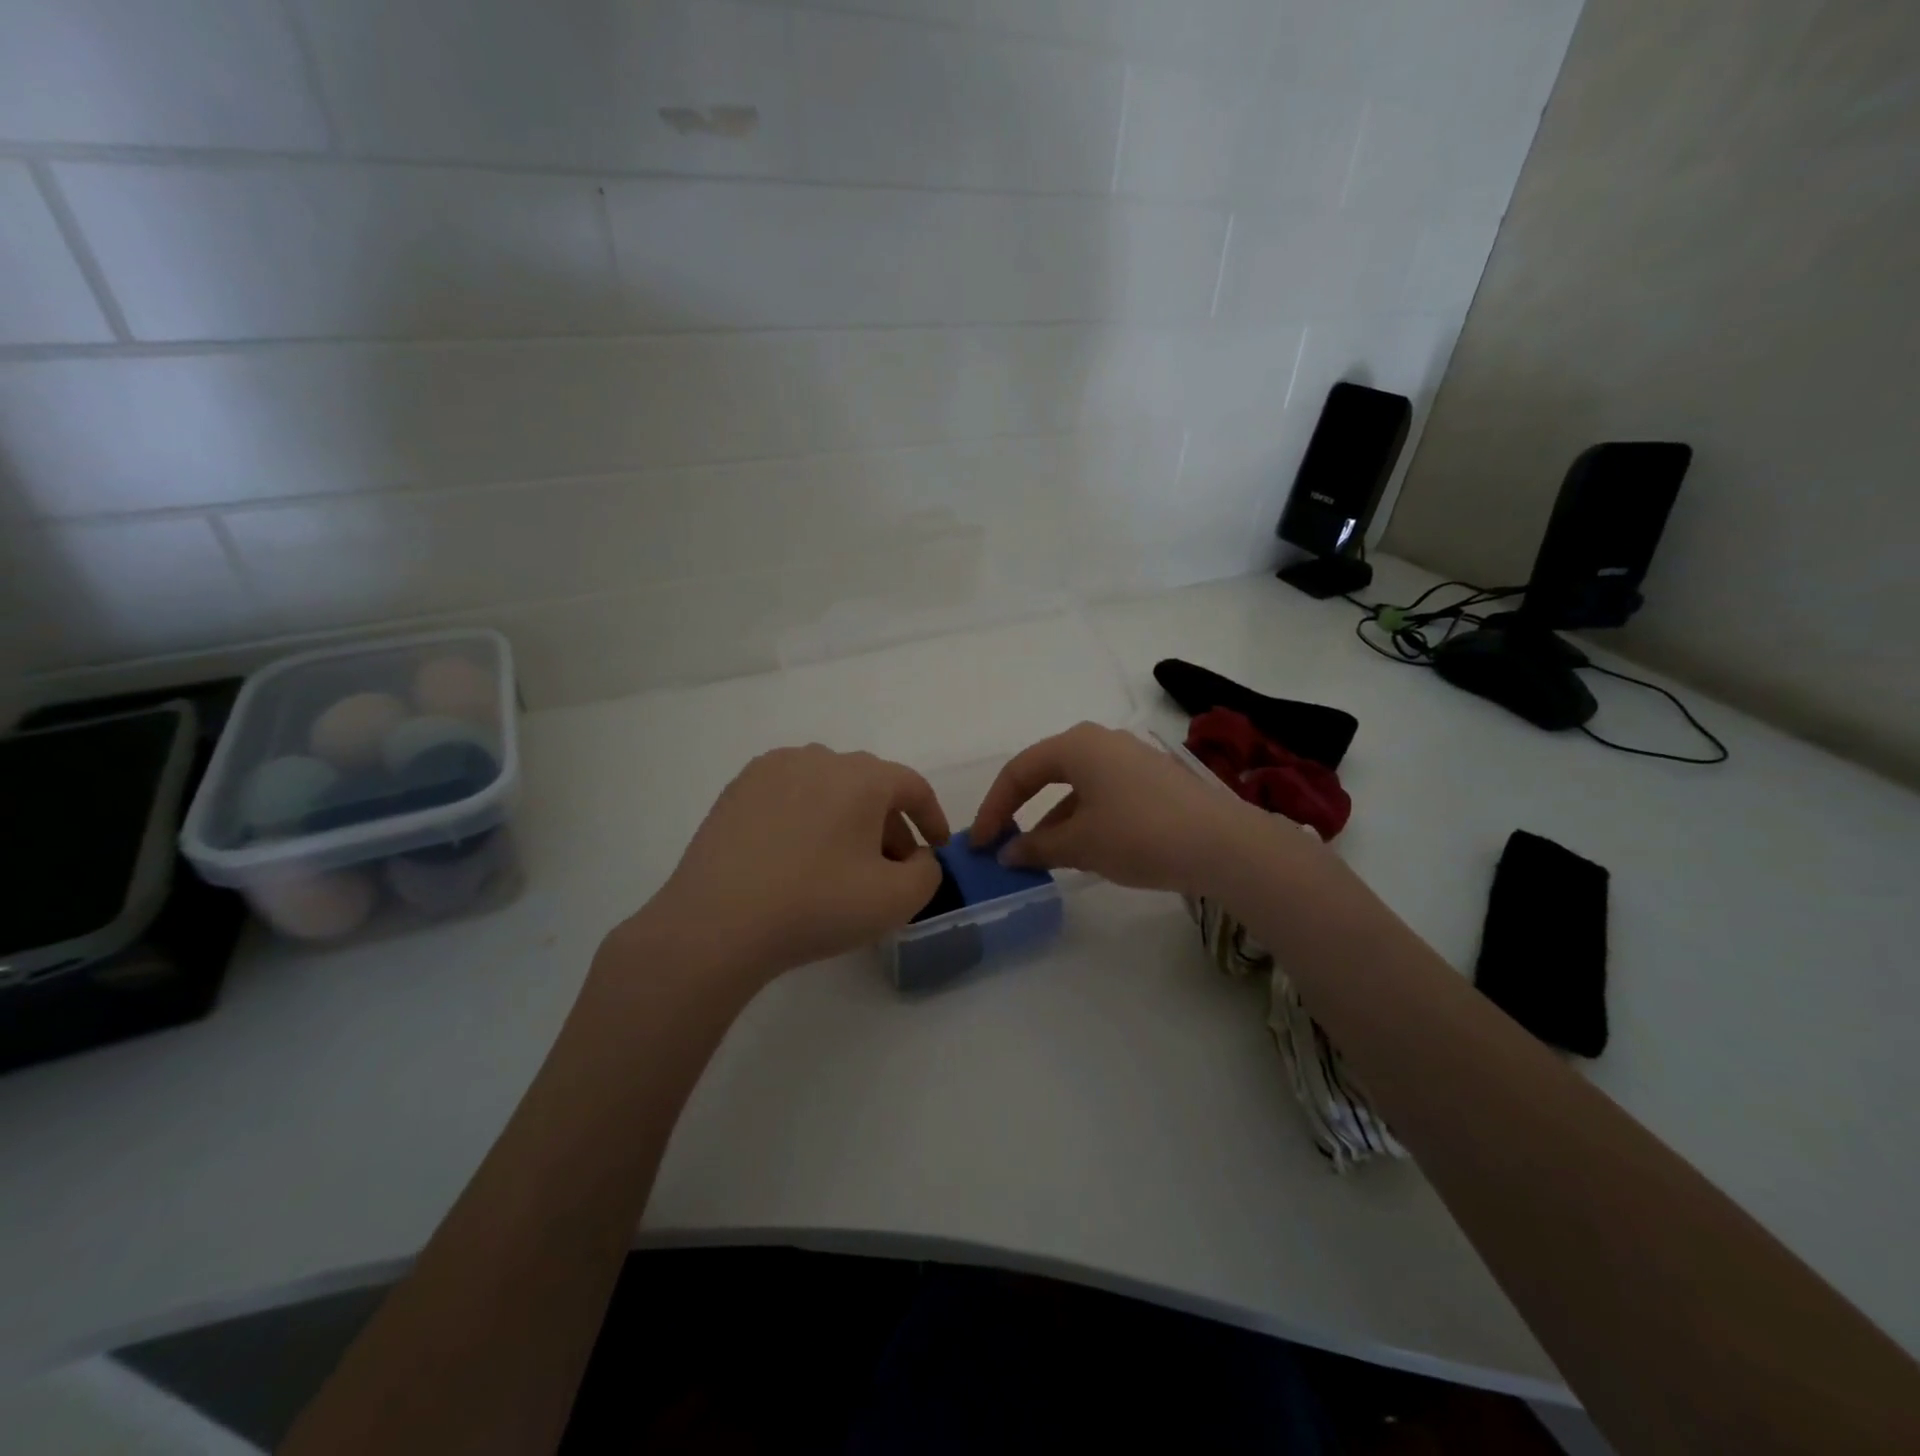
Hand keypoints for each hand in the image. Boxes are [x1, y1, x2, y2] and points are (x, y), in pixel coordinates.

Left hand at [622, 745, 950, 985]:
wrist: (717, 923)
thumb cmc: (817, 905)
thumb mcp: (896, 900)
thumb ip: (927, 872)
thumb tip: (916, 856)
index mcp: (862, 776)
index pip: (912, 786)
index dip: (932, 818)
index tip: (937, 849)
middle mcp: (819, 757)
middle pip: (870, 786)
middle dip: (889, 825)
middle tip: (891, 867)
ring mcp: (773, 769)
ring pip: (829, 787)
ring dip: (848, 818)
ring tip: (843, 862)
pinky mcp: (738, 789)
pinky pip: (790, 794)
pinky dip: (808, 817)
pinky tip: (798, 855)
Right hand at [970, 722, 1268, 896]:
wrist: (1224, 846)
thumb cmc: (1139, 835)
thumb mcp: (1080, 844)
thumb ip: (1037, 846)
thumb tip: (1008, 854)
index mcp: (1077, 745)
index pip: (1019, 771)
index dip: (994, 808)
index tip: (980, 844)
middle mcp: (1102, 742)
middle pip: (1046, 773)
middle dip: (1021, 810)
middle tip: (1003, 844)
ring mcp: (1131, 759)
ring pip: (1076, 787)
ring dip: (1053, 820)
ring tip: (1039, 858)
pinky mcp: (1153, 780)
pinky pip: (1102, 795)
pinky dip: (1082, 820)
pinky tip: (1081, 850)